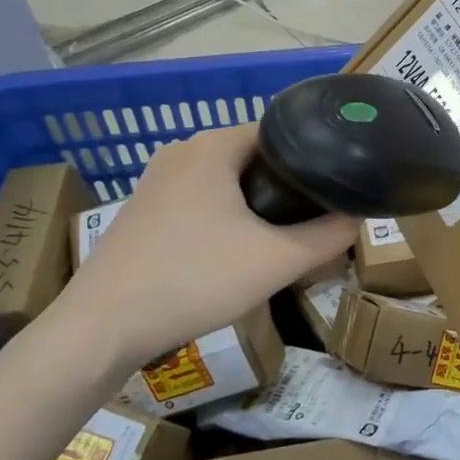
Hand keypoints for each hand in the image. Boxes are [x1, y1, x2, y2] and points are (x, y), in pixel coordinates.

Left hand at [57, 124, 354, 377]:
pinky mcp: (142, 211)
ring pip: (225, 182)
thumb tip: (357, 218)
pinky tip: (234, 254)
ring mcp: (156, 181)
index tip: (336, 188)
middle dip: (286, 186)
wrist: (103, 328)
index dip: (314, 158)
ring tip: (282, 238)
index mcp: (212, 146)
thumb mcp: (276, 261)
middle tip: (314, 219)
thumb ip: (327, 236)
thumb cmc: (194, 279)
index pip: (280, 132)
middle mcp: (182, 152)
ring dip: (255, 205)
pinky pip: (199, 201)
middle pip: (253, 157)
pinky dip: (225, 218)